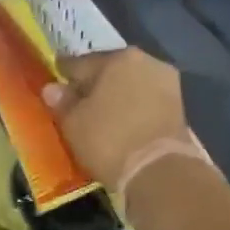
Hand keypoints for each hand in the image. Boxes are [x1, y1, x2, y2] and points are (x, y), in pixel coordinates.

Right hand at [42, 48, 189, 193]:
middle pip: (109, 70)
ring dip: (114, 96)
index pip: (80, 63)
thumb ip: (62, 102)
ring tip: (98, 114)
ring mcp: (166, 82)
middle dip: (93, 84)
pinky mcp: (178, 106)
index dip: (63, 74)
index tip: (53, 80)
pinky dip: (130, 108)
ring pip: (129, 85)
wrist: (159, 171)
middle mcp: (145, 61)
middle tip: (76, 100)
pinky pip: (144, 100)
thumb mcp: (74, 123)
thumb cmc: (109, 140)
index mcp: (117, 58)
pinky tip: (119, 121)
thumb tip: (52, 88)